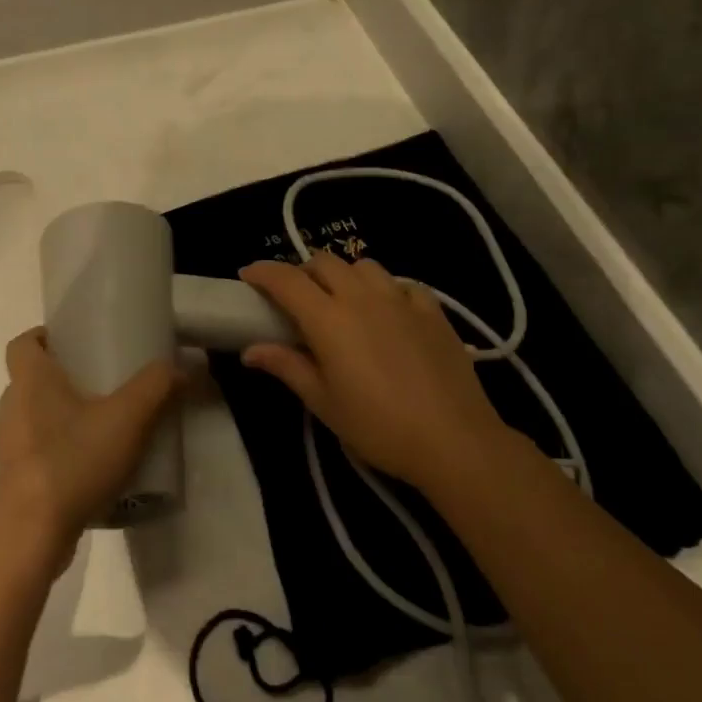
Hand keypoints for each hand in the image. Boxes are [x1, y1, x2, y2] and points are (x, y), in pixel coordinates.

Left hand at [0, 328, 180, 574]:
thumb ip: (157, 387)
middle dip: (67, 379)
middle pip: (34, 381)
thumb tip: (181, 366)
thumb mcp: (127, 418)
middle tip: (107, 385)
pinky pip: (39, 456)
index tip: (74, 342)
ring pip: (37, 420)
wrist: (27, 536)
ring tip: (107, 430)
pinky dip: (62, 455)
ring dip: (66, 420)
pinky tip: (94, 473)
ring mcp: (8, 449)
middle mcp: (11, 408)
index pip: (22, 343)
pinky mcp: (13, 484)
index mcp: (30, 381)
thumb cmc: (71, 462)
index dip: (44, 336)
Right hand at [238, 252, 520, 495]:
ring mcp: (401, 300)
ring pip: (364, 265)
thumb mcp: (323, 402)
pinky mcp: (433, 311)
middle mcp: (362, 298)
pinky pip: (402, 283)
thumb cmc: (377, 426)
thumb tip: (250, 351)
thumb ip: (287, 367)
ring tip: (341, 301)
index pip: (286, 280)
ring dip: (344, 275)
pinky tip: (386, 311)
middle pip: (324, 262)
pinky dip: (385, 288)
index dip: (263, 272)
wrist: (453, 440)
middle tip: (294, 297)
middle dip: (302, 271)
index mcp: (328, 319)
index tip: (248, 276)